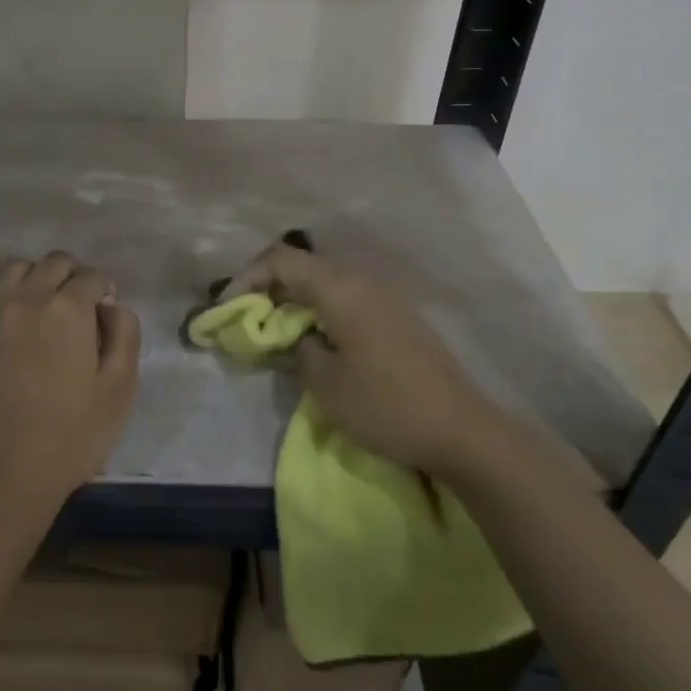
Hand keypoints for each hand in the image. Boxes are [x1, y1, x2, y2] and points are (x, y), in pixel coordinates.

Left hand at [0, 246, 142, 519]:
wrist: (1, 475)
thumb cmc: (70, 436)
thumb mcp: (119, 389)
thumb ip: (125, 335)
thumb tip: (112, 306)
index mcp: (68, 309)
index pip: (93, 278)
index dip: (106, 291)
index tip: (107, 316)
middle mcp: (29, 298)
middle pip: (57, 264)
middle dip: (76, 276)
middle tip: (84, 305)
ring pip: (19, 267)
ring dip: (40, 272)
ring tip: (48, 295)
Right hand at [226, 242, 492, 476]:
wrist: (463, 431)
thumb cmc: (387, 406)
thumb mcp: (326, 384)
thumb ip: (297, 349)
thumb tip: (293, 336)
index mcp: (342, 289)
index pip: (282, 260)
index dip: (247, 277)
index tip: (227, 308)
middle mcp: (363, 281)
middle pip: (303, 265)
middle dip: (268, 287)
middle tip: (246, 318)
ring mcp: (385, 297)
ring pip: (326, 281)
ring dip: (295, 299)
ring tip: (275, 330)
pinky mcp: (398, 317)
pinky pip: (347, 298)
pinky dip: (320, 309)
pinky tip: (315, 339)